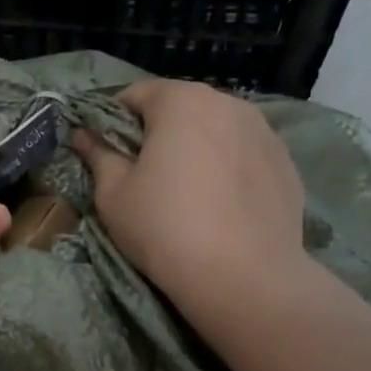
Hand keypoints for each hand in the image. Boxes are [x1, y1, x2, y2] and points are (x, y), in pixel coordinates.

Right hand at [73, 80, 313, 332]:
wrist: (244, 277)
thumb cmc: (165, 227)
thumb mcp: (114, 194)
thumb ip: (98, 155)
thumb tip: (83, 135)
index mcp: (181, 101)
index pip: (135, 94)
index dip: (113, 119)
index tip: (105, 150)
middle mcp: (228, 103)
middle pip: (181, 107)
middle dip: (159, 131)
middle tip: (143, 173)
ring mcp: (264, 132)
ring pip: (217, 129)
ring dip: (197, 147)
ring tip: (186, 189)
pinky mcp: (286, 164)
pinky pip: (244, 155)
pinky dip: (228, 168)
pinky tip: (220, 204)